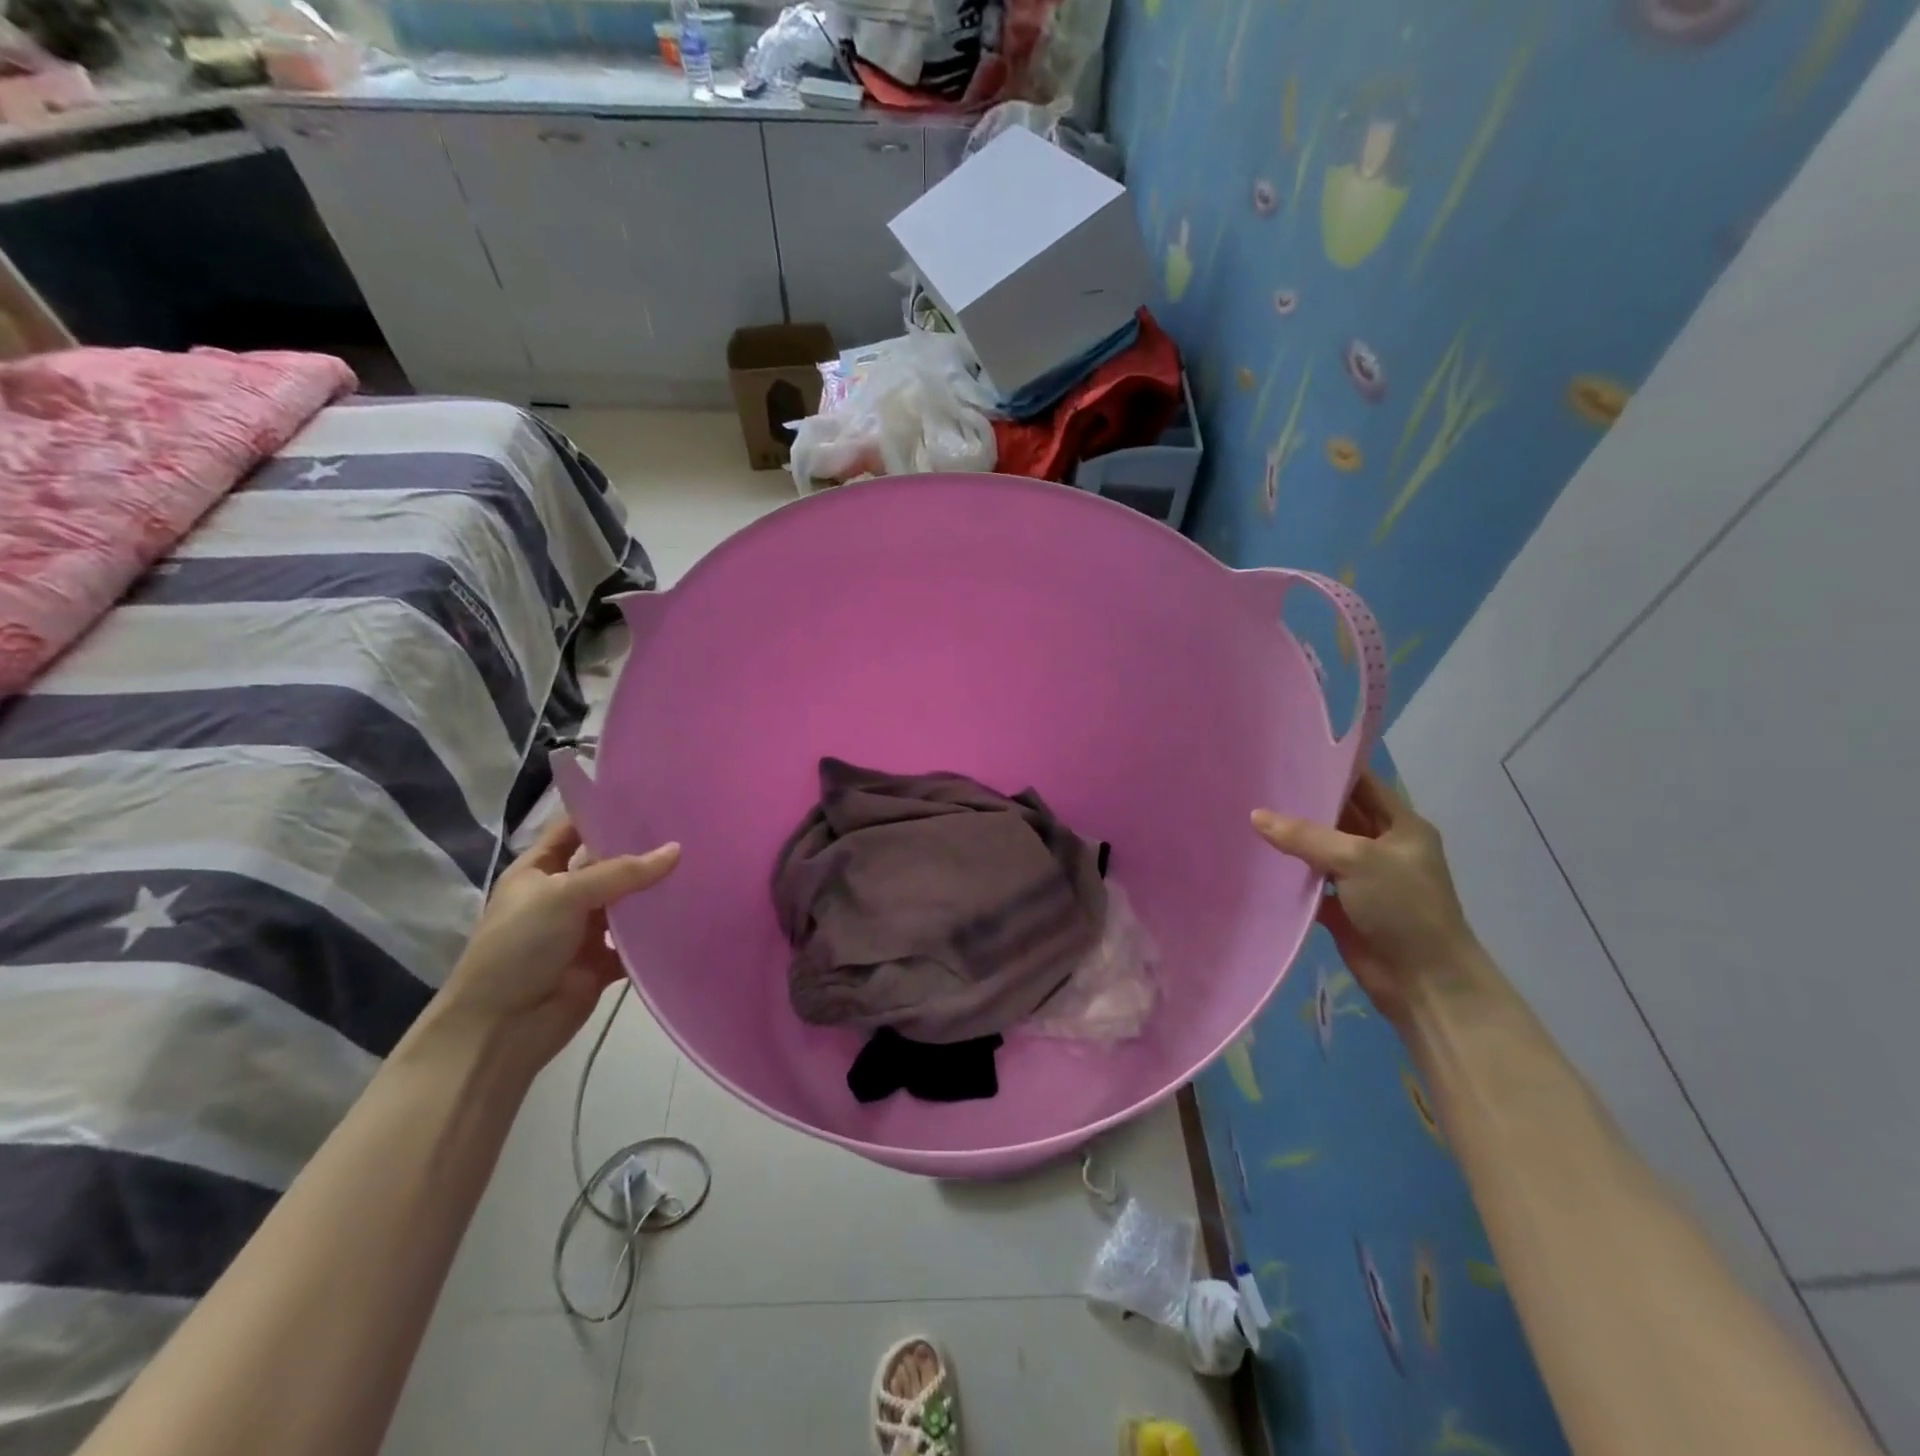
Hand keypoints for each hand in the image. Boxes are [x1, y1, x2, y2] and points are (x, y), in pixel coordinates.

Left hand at [439, 817, 680, 1065]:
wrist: (500, 1028)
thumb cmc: (519, 947)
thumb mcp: (564, 895)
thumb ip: (622, 872)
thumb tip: (677, 850)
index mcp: (539, 870)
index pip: (575, 828)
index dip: (606, 812)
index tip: (652, 796)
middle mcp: (563, 895)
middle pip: (608, 864)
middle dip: (643, 850)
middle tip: (691, 828)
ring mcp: (583, 930)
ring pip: (627, 903)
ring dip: (655, 892)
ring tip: (702, 866)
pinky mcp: (603, 962)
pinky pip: (637, 942)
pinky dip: (659, 934)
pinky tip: (691, 915)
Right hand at [1252, 771, 1481, 1028]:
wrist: (1424, 982)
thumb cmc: (1404, 908)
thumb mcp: (1358, 859)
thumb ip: (1305, 836)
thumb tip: (1256, 816)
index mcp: (1401, 826)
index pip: (1362, 785)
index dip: (1328, 770)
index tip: (1285, 758)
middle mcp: (1381, 847)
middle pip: (1337, 816)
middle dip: (1302, 804)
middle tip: (1256, 785)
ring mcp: (1361, 878)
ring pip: (1320, 849)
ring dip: (1291, 840)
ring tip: (1246, 817)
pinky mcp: (1342, 906)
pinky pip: (1310, 882)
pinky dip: (1288, 875)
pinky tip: (1256, 861)